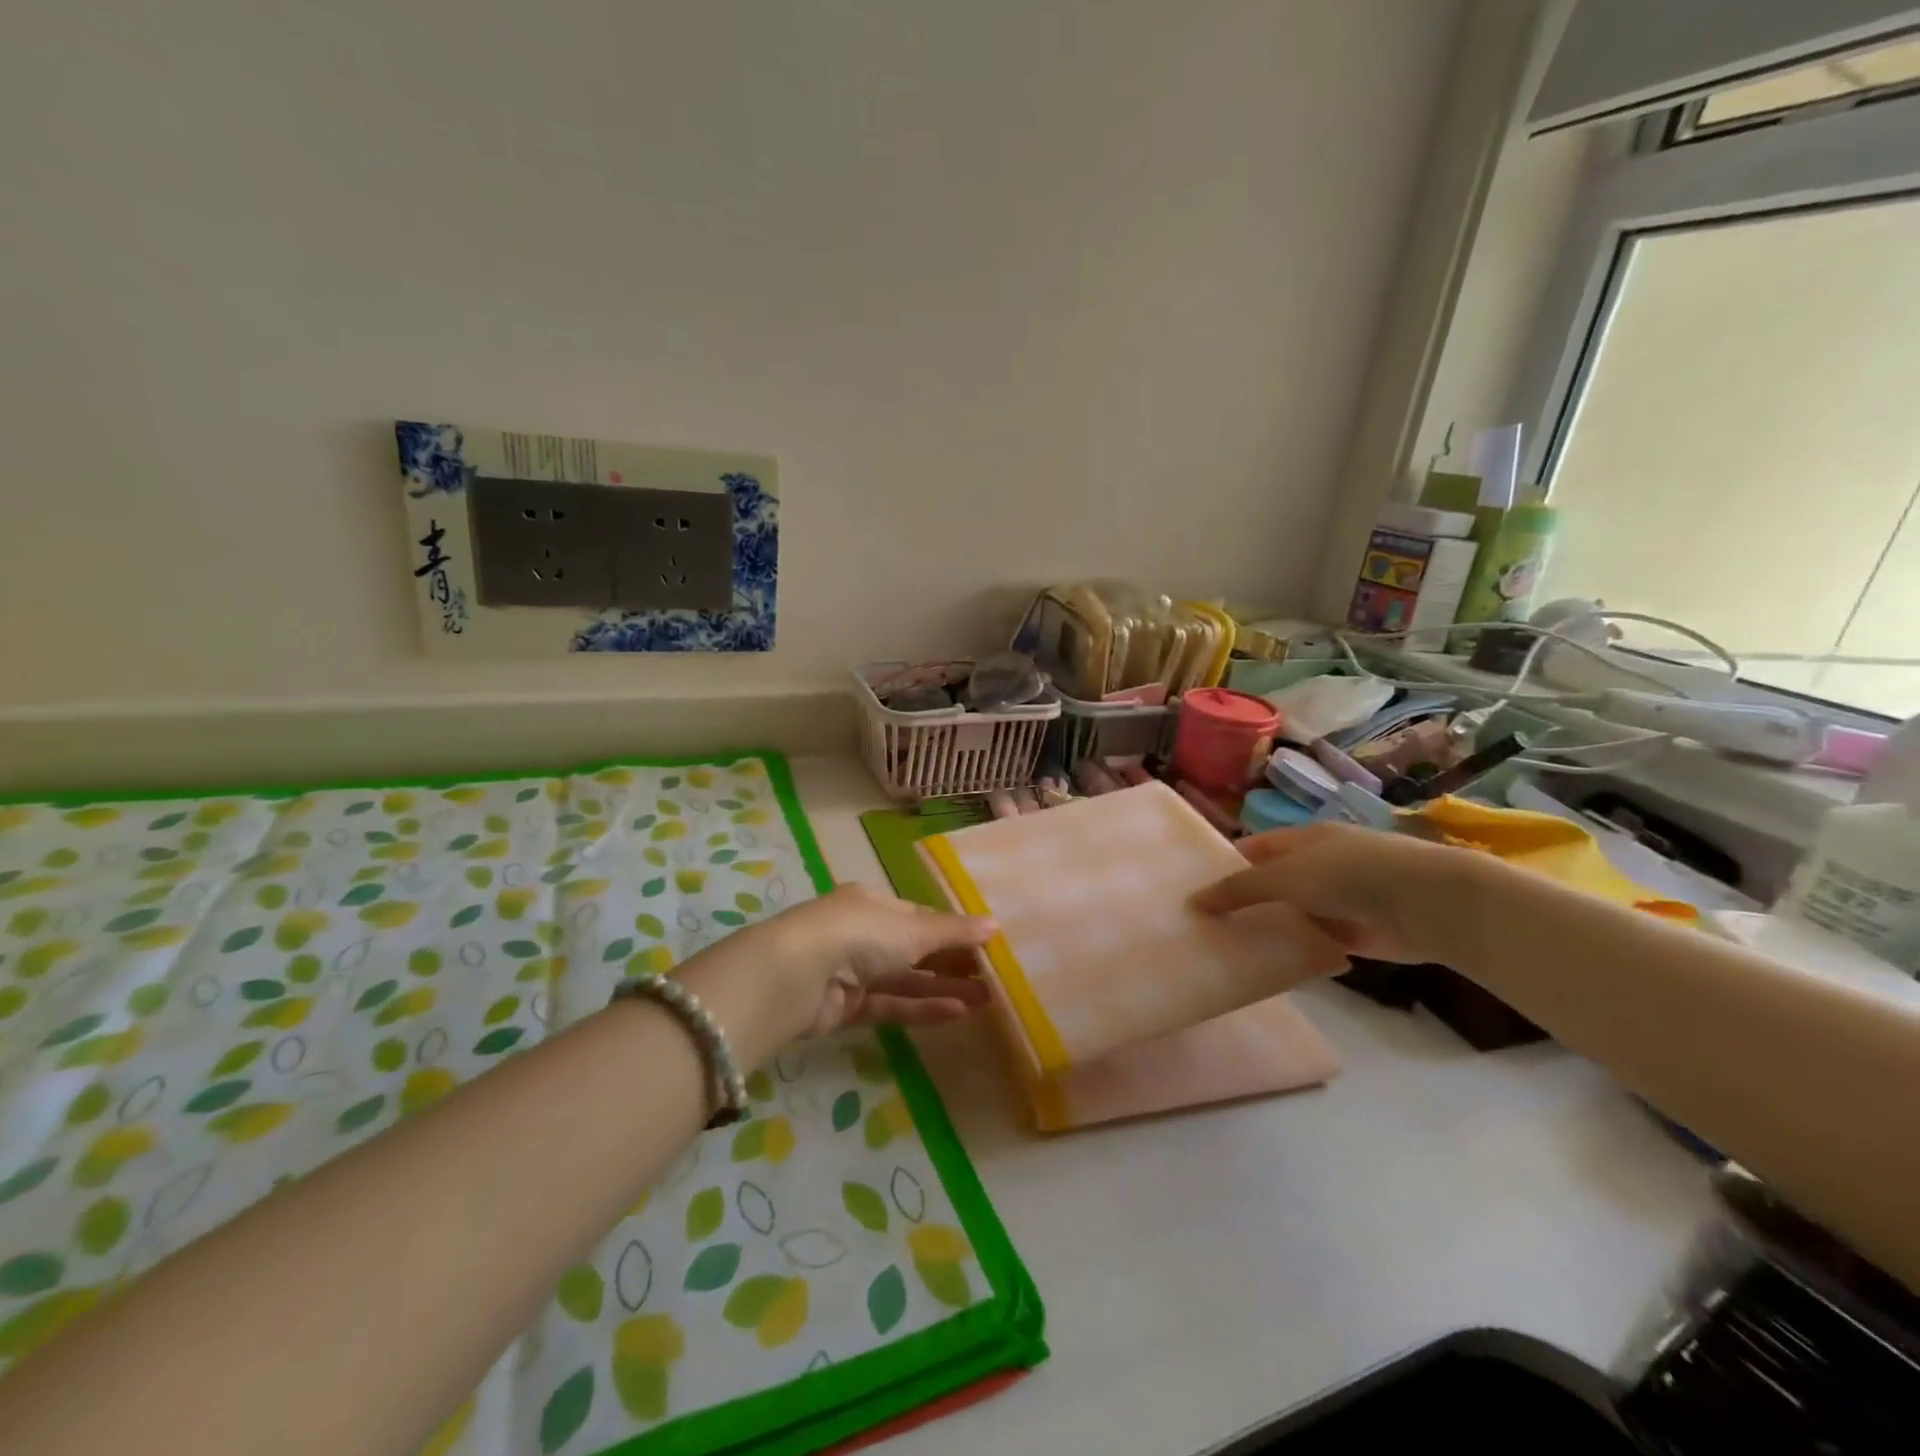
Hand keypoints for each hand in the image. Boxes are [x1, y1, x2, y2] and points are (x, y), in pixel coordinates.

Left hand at [735, 884, 995, 1038]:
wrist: (796, 976)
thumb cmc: (859, 934)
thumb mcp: (913, 929)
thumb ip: (954, 932)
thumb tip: (995, 925)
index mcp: (872, 904)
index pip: (920, 917)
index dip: (953, 931)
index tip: (986, 946)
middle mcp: (862, 934)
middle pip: (915, 949)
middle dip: (953, 963)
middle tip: (993, 977)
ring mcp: (852, 973)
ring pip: (905, 981)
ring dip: (944, 988)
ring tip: (987, 999)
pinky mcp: (845, 1009)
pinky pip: (891, 1006)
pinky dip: (921, 1008)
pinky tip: (957, 1013)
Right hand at [1191, 822, 1477, 962]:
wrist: (1425, 904)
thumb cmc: (1348, 874)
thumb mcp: (1284, 876)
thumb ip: (1239, 889)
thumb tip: (1194, 902)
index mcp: (1303, 840)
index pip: (1254, 849)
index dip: (1225, 864)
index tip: (1194, 889)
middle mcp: (1318, 866)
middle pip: (1270, 884)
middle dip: (1242, 901)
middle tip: (1202, 925)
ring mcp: (1337, 901)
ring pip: (1290, 915)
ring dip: (1267, 929)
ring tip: (1225, 949)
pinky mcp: (1354, 935)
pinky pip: (1313, 942)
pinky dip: (1293, 952)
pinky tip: (1265, 967)